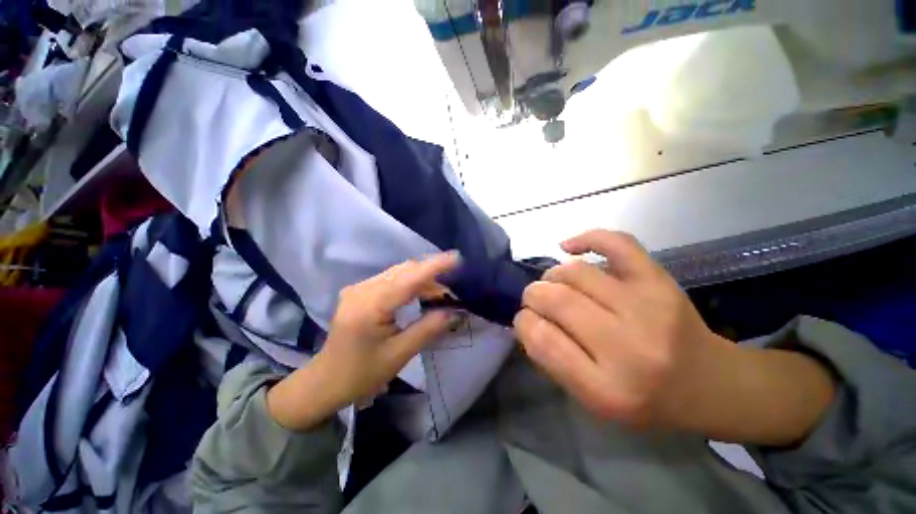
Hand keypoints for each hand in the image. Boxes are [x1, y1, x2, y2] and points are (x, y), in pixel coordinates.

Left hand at [267, 253, 461, 430]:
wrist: (326, 381)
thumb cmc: (362, 373)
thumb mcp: (400, 354)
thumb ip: (428, 328)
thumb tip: (454, 311)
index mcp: (370, 306)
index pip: (409, 279)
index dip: (434, 266)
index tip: (457, 258)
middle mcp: (362, 289)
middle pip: (403, 270)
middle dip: (431, 273)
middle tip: (453, 284)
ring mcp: (358, 288)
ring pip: (398, 272)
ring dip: (421, 278)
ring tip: (440, 291)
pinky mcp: (359, 291)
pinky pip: (390, 279)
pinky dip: (409, 283)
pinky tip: (420, 293)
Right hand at [514, 230, 728, 430]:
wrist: (709, 385)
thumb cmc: (645, 400)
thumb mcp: (591, 400)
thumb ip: (552, 360)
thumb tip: (526, 320)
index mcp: (606, 389)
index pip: (542, 339)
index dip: (523, 322)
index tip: (525, 319)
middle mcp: (628, 347)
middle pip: (556, 300)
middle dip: (532, 295)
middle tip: (535, 299)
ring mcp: (648, 307)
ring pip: (575, 272)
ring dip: (552, 275)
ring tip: (554, 283)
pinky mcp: (660, 281)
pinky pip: (616, 244)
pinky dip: (587, 238)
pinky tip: (570, 248)